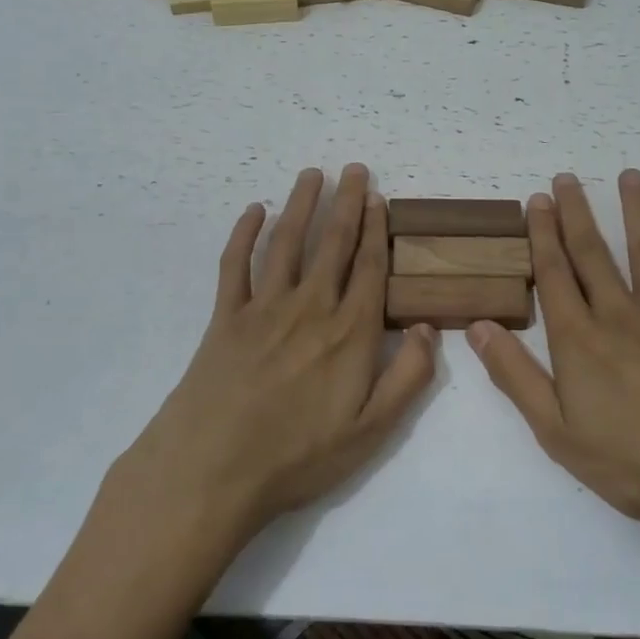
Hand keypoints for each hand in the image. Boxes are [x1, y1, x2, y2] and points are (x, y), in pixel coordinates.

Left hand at [112, 165, 437, 552]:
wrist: (213, 469)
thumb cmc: (299, 455)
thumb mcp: (372, 430)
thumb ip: (408, 377)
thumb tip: (426, 327)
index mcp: (349, 332)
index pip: (369, 268)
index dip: (376, 230)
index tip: (379, 198)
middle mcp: (310, 307)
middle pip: (332, 244)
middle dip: (346, 203)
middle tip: (354, 169)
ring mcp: (264, 308)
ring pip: (287, 242)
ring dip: (301, 205)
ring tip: (312, 174)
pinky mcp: (225, 317)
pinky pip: (235, 265)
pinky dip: (244, 234)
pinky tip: (254, 211)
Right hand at [466, 170, 639, 580]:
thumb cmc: (632, 463)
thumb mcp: (557, 433)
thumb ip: (515, 376)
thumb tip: (477, 326)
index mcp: (578, 340)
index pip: (553, 274)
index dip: (541, 235)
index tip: (534, 201)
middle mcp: (618, 315)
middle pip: (591, 253)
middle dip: (575, 213)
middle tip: (564, 178)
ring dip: (632, 211)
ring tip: (627, 176)